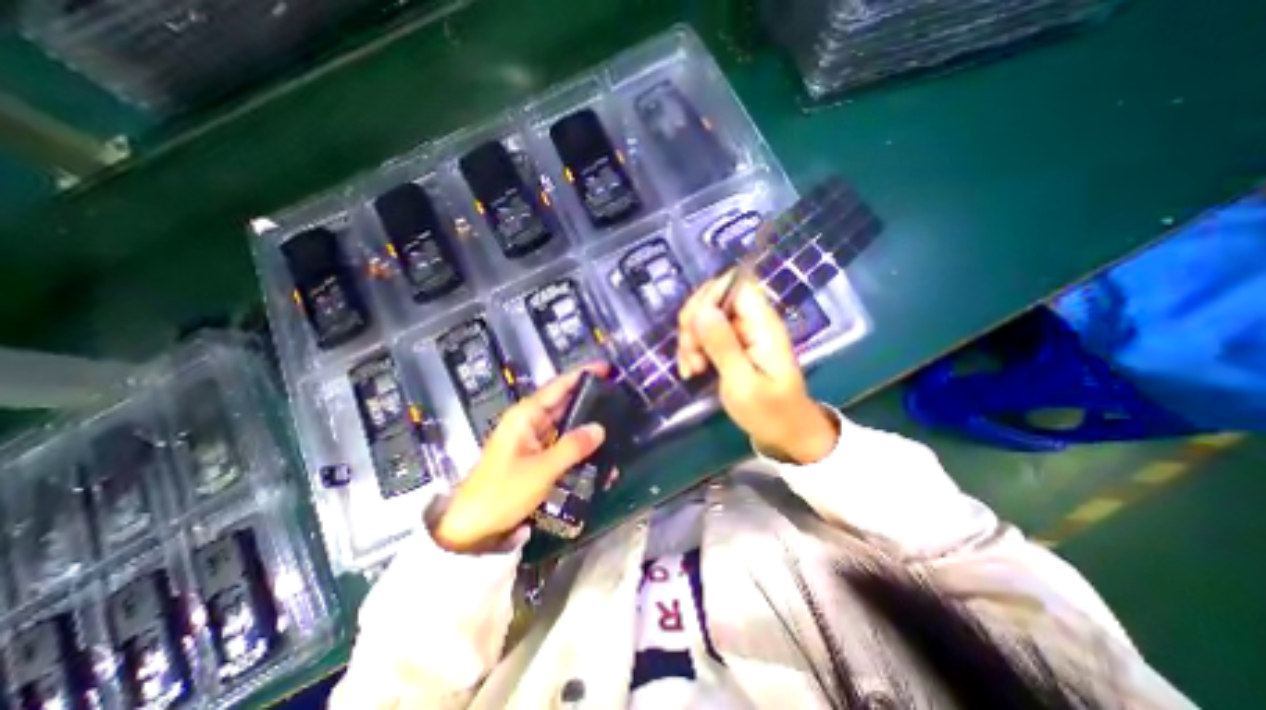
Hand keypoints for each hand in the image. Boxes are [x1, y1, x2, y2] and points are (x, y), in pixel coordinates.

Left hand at [430, 365, 608, 553]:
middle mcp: (529, 422)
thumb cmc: (502, 492)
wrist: (471, 528)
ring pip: (565, 424)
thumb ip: (572, 447)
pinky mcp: (535, 456)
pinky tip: (598, 451)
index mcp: (525, 415)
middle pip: (563, 403)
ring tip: (615, 421)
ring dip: (586, 424)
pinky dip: (578, 445)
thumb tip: (600, 428)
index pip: (558, 386)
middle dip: (589, 398)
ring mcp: (532, 439)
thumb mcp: (541, 469)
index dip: (582, 374)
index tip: (605, 368)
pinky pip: (561, 443)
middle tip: (618, 396)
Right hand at [673, 278, 836, 464]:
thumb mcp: (742, 383)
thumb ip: (722, 345)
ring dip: (689, 340)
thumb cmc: (770, 412)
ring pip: (703, 318)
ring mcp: (740, 333)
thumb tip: (701, 309)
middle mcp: (751, 321)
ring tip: (692, 369)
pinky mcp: (731, 346)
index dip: (708, 296)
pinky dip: (692, 350)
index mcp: (762, 324)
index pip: (734, 283)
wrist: (785, 434)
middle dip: (693, 324)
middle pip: (712, 299)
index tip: (693, 328)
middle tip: (691, 355)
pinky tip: (691, 371)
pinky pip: (704, 335)